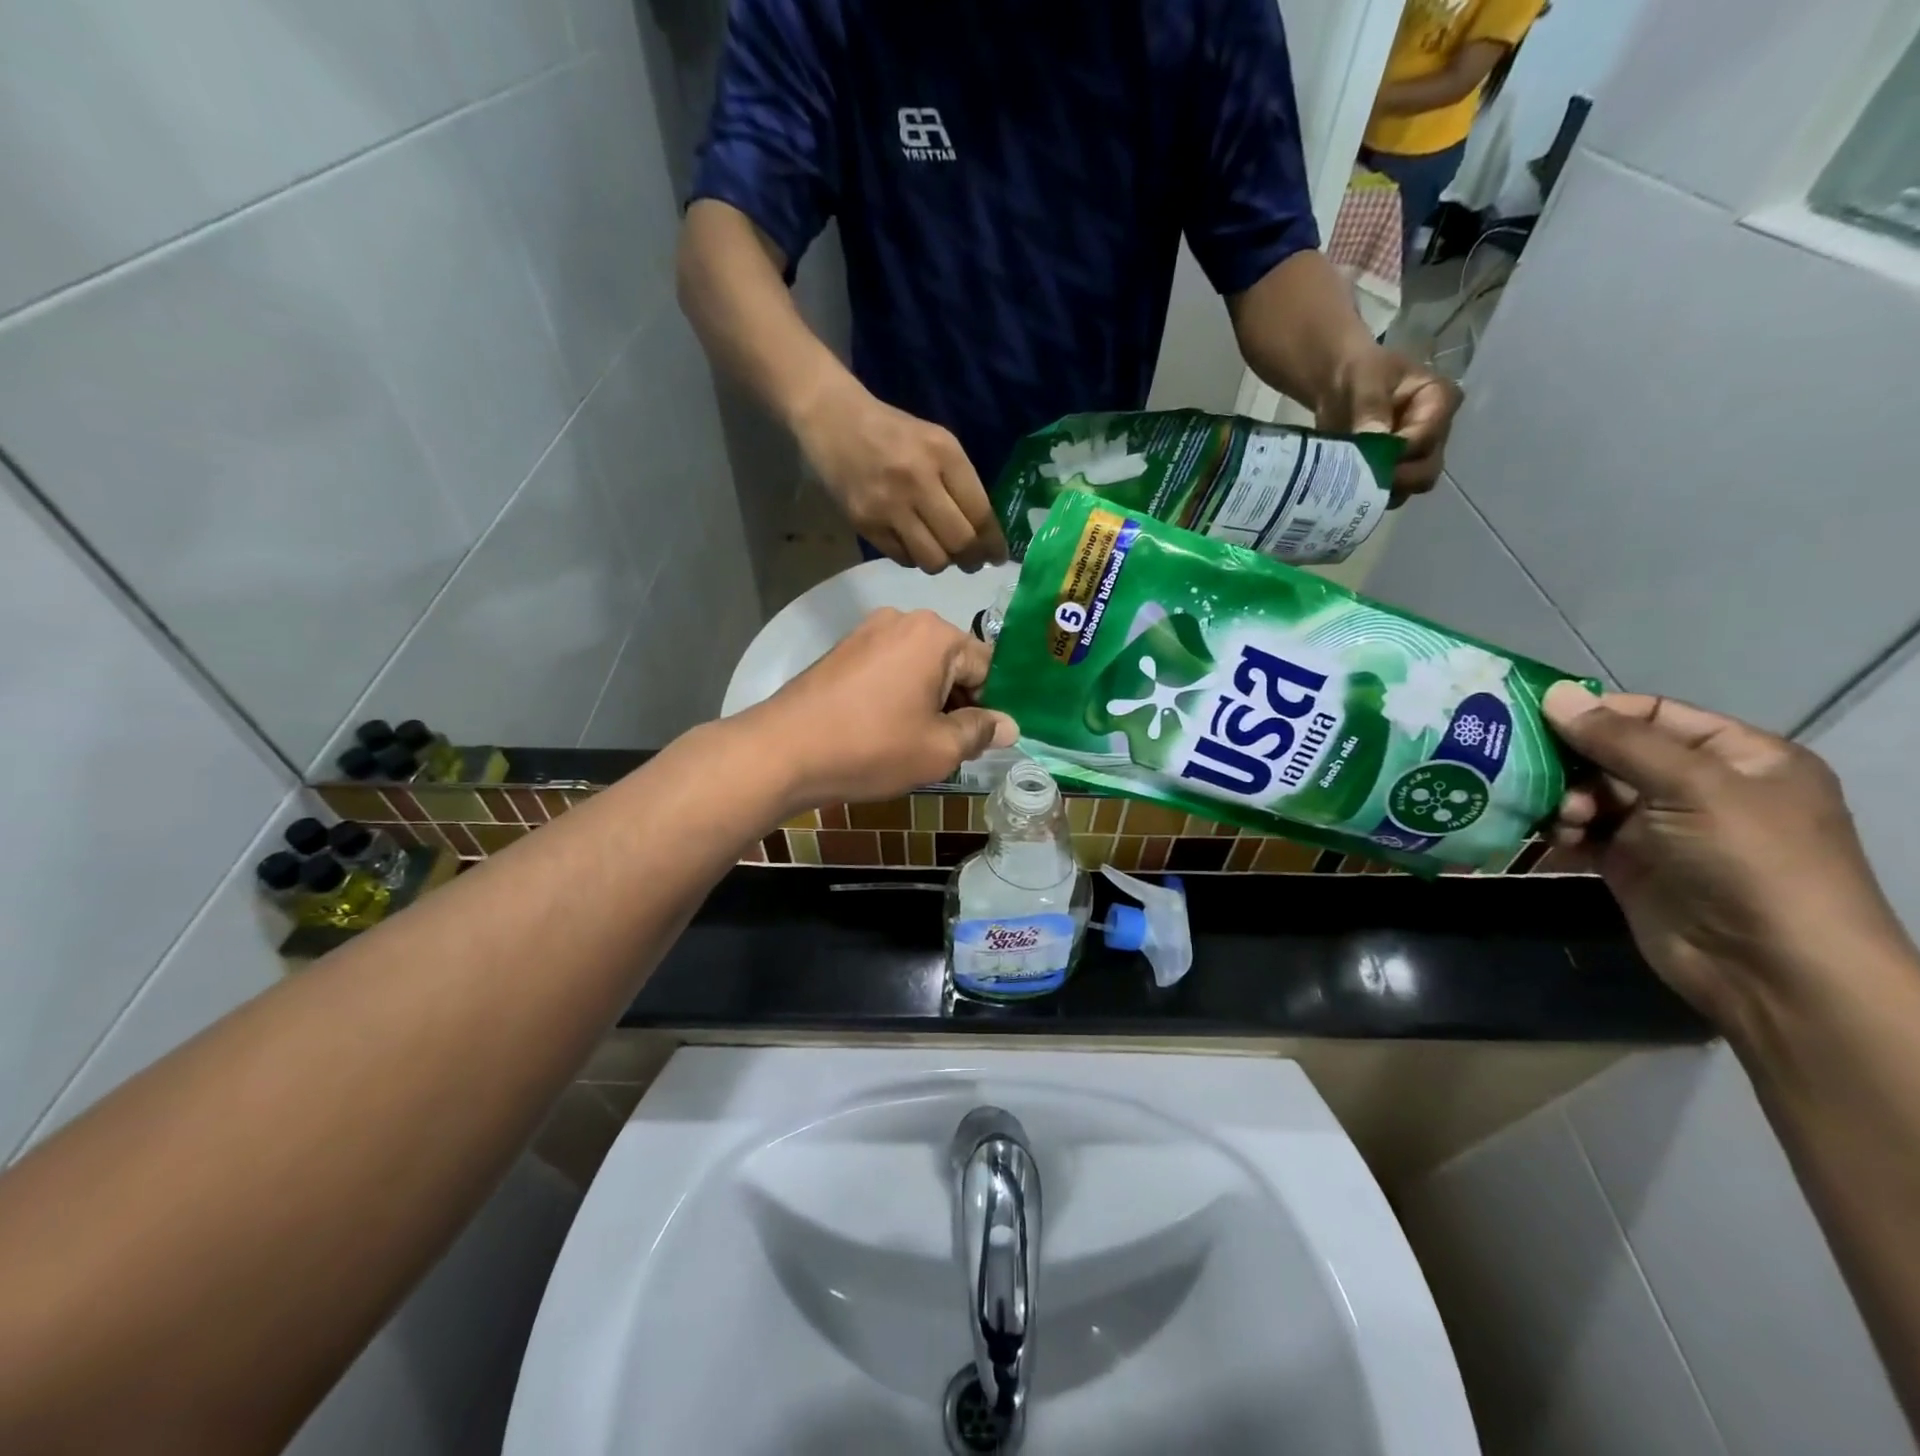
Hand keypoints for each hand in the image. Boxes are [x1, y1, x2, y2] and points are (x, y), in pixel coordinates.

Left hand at [743, 608, 1017, 810]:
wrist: (782, 751)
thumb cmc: (872, 747)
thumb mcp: (939, 749)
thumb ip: (981, 732)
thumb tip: (1010, 725)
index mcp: (935, 635)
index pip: (987, 666)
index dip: (990, 706)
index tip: (980, 740)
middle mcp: (904, 620)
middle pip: (952, 663)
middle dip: (957, 702)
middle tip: (946, 746)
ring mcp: (868, 632)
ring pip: (920, 667)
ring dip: (928, 700)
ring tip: (913, 741)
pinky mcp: (843, 650)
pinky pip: (889, 669)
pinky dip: (897, 694)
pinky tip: (883, 728)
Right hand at [793, 378, 1008, 572]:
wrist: (834, 421)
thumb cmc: (894, 433)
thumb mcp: (937, 443)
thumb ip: (961, 484)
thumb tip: (983, 535)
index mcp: (944, 454)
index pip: (980, 513)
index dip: (993, 543)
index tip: (997, 557)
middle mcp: (919, 480)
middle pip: (960, 542)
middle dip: (971, 560)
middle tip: (972, 563)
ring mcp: (889, 505)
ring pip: (932, 559)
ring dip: (942, 563)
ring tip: (941, 553)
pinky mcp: (865, 523)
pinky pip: (903, 558)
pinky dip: (914, 558)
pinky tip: (912, 544)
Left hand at [1316, 345, 1461, 495]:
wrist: (1340, 386)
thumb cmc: (1359, 374)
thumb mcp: (1365, 380)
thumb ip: (1371, 408)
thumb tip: (1374, 440)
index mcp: (1439, 401)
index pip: (1428, 437)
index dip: (1399, 451)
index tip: (1369, 453)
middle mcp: (1436, 433)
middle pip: (1426, 470)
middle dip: (1395, 479)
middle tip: (1359, 476)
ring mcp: (1416, 457)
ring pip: (1408, 488)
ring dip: (1380, 491)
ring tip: (1350, 482)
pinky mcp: (1394, 473)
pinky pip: (1387, 494)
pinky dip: (1368, 497)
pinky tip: (1346, 490)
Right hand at [1543, 683, 1912, 1033]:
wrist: (1770, 971)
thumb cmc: (1750, 862)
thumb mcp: (1693, 787)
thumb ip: (1620, 740)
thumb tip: (1554, 694)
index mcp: (1737, 757)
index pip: (1652, 715)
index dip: (1596, 712)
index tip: (1534, 715)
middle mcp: (1699, 787)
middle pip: (1613, 754)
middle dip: (1570, 760)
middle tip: (1528, 768)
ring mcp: (1662, 828)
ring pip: (1590, 793)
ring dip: (1564, 800)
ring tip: (1560, 819)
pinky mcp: (1629, 863)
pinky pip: (1582, 832)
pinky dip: (1561, 831)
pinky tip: (1552, 838)